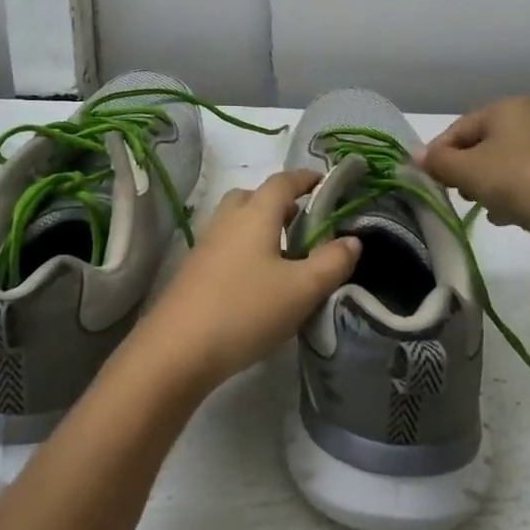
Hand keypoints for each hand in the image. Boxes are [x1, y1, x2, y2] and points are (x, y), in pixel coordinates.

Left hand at [137, 169, 359, 391]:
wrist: (176, 351)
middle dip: (279, 202)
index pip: (283, 182)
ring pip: (237, 222)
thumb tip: (352, 240)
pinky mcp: (194, 271)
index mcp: (255, 214)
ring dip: (261, 227)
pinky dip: (246, 250)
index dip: (306, 178)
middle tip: (304, 222)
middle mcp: (227, 220)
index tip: (325, 182)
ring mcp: (206, 246)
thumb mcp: (302, 289)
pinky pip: (226, 246)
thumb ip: (332, 262)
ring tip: (286, 255)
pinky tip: (258, 282)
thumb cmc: (246, 310)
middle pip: (253, 196)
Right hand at [416, 96, 529, 256]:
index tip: (428, 181)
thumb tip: (415, 156)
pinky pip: (526, 178)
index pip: (459, 128)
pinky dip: (511, 194)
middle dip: (465, 171)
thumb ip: (439, 162)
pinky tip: (507, 216)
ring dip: (487, 185)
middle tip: (458, 194)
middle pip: (482, 144)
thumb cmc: (521, 182)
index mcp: (508, 107)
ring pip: (503, 163)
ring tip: (484, 208)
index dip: (439, 154)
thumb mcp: (470, 172)